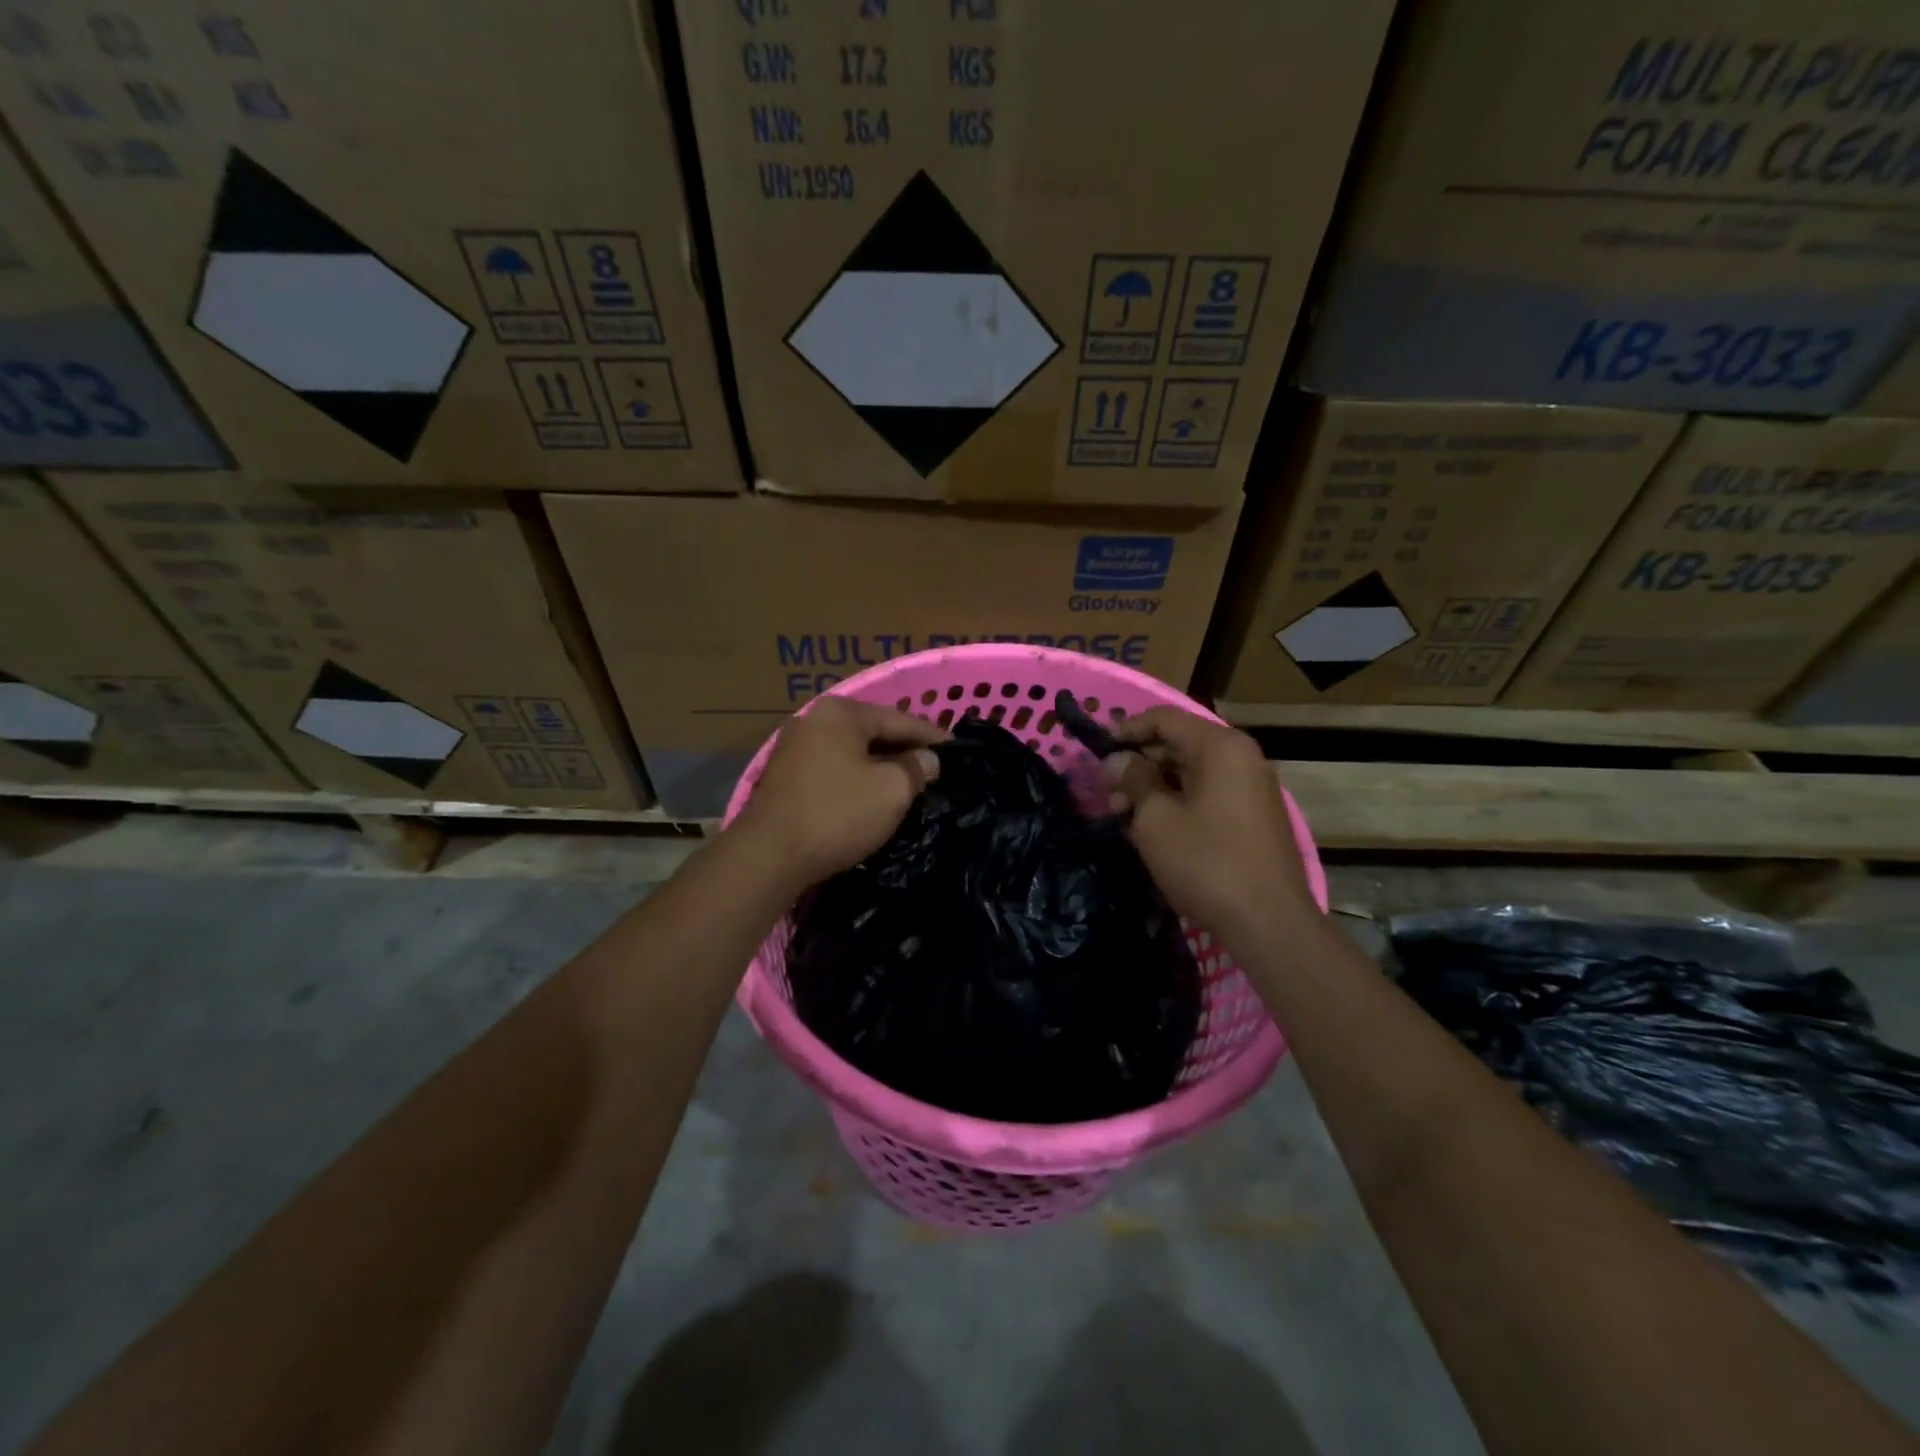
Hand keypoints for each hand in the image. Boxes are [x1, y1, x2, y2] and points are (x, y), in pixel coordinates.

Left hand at [734, 697, 945, 887]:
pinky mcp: (784, 778)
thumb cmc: (837, 814)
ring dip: (880, 767)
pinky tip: (872, 797)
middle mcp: (814, 721)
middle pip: (872, 733)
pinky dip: (856, 780)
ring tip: (908, 784)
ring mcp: (794, 748)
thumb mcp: (892, 790)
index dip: (931, 736)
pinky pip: (833, 771)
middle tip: (935, 768)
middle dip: (904, 750)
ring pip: (852, 753)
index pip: (899, 719)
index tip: (956, 750)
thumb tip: (928, 759)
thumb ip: (917, 768)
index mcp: (841, 713)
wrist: (769, 856)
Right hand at [1103, 707, 1315, 935]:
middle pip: (1180, 745)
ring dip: (1155, 788)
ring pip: (1193, 773)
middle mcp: (1242, 758)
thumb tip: (1118, 759)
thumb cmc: (1205, 862)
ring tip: (1124, 817)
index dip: (1127, 730)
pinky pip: (1209, 795)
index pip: (1165, 719)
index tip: (1098, 752)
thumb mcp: (1156, 819)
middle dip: (1139, 764)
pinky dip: (1178, 803)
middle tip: (1108, 794)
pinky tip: (1154, 830)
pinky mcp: (1255, 818)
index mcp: (1221, 747)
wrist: (1268, 922)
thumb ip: (1134, 780)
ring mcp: (1252, 789)